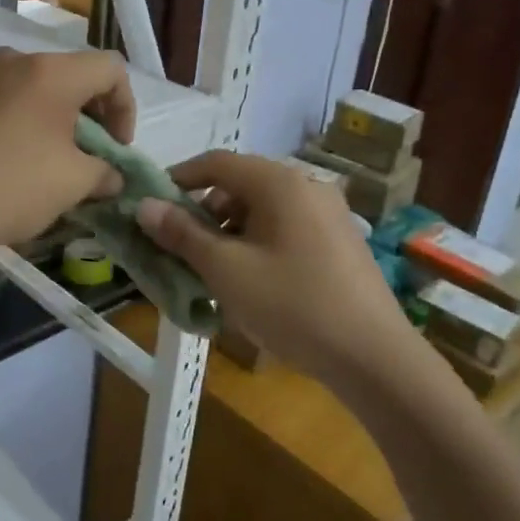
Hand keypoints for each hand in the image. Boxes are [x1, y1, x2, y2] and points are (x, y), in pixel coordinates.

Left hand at [0, 48, 134, 258]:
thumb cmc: (7, 186)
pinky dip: (25, 125)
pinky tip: (15, 164)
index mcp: (51, 71)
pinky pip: (6, 102)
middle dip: (92, 117)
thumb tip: (111, 175)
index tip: (116, 150)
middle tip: (90, 159)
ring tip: (53, 165)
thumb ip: (104, 173)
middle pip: (73, 76)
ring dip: (57, 122)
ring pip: (37, 90)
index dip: (126, 108)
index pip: (111, 69)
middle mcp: (15, 61)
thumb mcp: (72, 184)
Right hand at [136, 151, 409, 376]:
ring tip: (213, 275)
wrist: (374, 357)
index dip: (178, 179)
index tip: (151, 206)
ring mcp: (329, 215)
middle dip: (204, 214)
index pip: (216, 163)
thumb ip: (182, 234)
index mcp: (280, 183)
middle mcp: (307, 187)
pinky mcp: (341, 243)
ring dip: (230, 234)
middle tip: (180, 249)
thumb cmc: (292, 305)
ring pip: (263, 212)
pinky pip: (286, 230)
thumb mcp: (226, 270)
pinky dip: (258, 246)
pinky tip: (251, 285)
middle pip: (240, 186)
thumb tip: (145, 206)